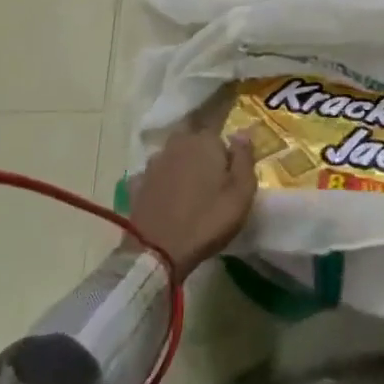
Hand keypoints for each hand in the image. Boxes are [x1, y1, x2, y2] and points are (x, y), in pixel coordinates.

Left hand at [125, 128, 256, 281]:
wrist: (158, 251)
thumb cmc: (207, 220)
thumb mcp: (241, 193)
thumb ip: (245, 158)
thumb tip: (241, 132)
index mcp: (205, 141)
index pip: (219, 134)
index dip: (225, 152)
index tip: (229, 172)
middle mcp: (178, 143)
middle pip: (194, 140)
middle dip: (201, 153)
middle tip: (209, 180)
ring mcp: (155, 161)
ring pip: (174, 155)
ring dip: (181, 165)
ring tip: (188, 190)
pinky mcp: (139, 181)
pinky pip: (156, 174)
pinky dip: (161, 181)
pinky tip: (166, 196)